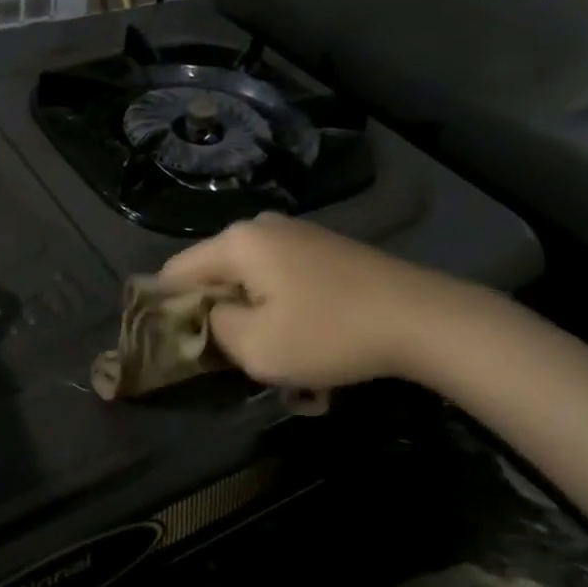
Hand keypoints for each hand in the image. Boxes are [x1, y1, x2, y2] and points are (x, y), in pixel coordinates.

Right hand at [158, 213, 502, 391]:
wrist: (421, 317)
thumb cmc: (330, 332)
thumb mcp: (257, 347)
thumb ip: (215, 329)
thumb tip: (211, 318)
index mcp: (237, 242)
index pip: (176, 271)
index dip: (166, 309)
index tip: (175, 347)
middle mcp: (261, 227)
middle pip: (216, 274)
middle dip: (219, 317)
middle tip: (234, 359)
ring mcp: (297, 235)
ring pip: (252, 281)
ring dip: (256, 318)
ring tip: (279, 358)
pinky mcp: (326, 249)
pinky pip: (284, 280)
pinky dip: (284, 310)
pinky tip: (310, 342)